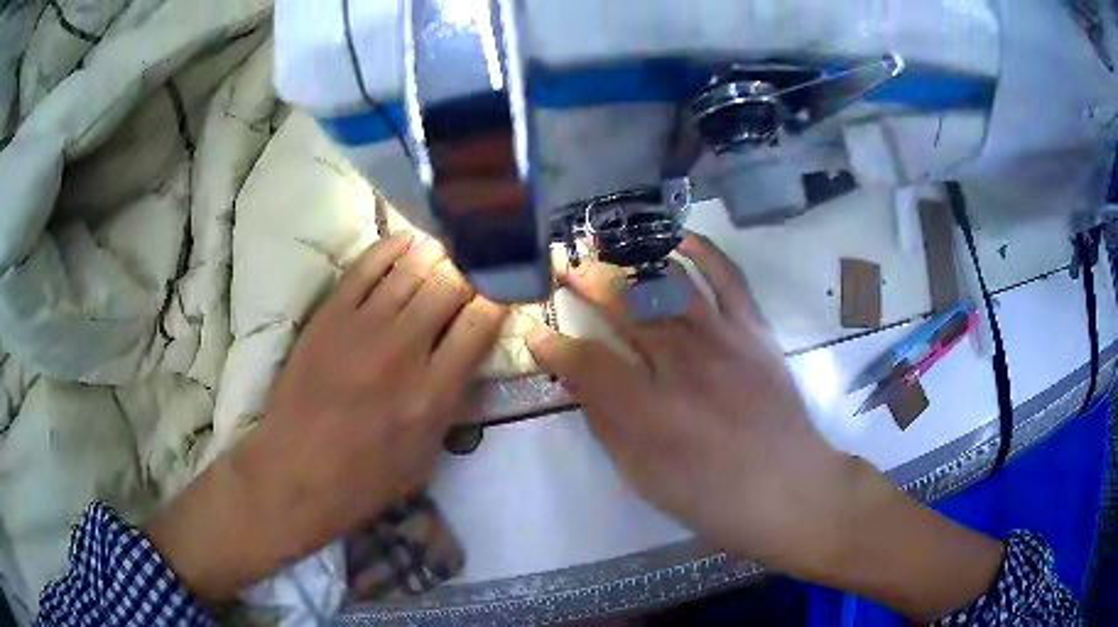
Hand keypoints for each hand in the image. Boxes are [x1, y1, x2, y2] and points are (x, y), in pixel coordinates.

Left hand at [146, 235, 507, 603]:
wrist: (293, 473)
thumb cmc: (362, 480)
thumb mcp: (425, 459)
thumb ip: (450, 407)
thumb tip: (467, 363)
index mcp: (433, 393)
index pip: (480, 323)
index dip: (498, 299)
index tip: (501, 293)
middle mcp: (403, 350)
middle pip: (450, 284)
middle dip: (470, 271)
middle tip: (474, 269)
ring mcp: (362, 327)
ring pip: (412, 267)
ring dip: (436, 254)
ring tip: (446, 250)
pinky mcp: (329, 315)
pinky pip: (366, 266)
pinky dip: (391, 248)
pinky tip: (406, 241)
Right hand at [528, 233, 848, 569]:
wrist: (786, 488)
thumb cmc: (709, 495)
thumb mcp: (642, 476)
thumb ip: (606, 423)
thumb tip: (578, 380)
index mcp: (648, 412)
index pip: (586, 362)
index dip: (555, 345)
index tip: (537, 334)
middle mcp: (682, 365)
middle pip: (624, 307)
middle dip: (584, 281)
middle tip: (561, 263)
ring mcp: (723, 339)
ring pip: (668, 283)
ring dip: (629, 259)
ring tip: (604, 244)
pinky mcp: (754, 329)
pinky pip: (727, 276)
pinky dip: (701, 251)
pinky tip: (675, 239)